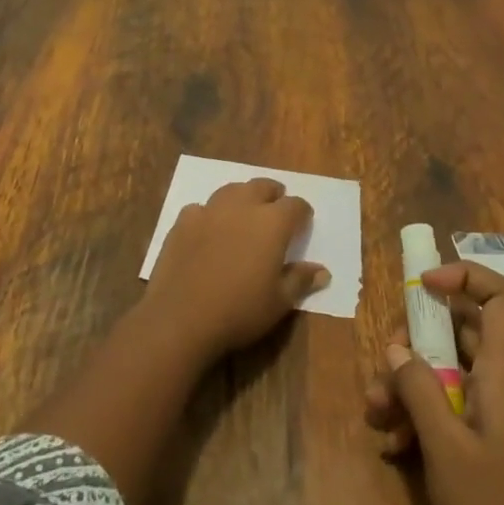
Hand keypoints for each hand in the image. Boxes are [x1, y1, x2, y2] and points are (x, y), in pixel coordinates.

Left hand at [145, 179, 328, 360]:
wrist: (181, 318)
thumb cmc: (239, 311)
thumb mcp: (279, 302)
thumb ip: (300, 280)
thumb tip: (322, 271)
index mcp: (271, 223)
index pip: (295, 206)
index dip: (302, 212)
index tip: (303, 223)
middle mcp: (242, 207)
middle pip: (261, 186)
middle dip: (273, 194)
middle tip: (275, 208)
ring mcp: (209, 210)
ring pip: (231, 190)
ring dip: (242, 197)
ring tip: (244, 213)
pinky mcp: (183, 221)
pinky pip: (201, 208)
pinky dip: (210, 214)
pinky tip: (208, 230)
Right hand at [364, 261, 503, 504]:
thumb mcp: (444, 447)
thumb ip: (418, 388)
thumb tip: (397, 347)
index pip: (502, 298)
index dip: (465, 277)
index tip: (422, 285)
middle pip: (462, 332)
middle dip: (416, 340)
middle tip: (383, 364)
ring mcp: (496, 415)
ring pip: (449, 371)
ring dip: (409, 383)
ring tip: (376, 413)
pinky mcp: (487, 444)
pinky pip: (450, 407)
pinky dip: (420, 415)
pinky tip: (393, 445)